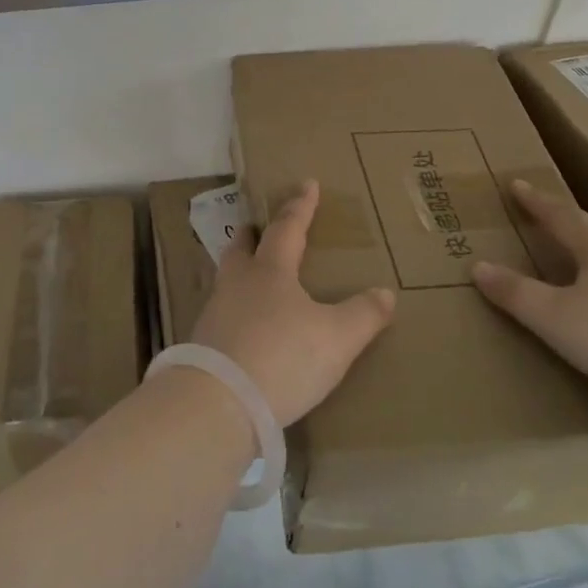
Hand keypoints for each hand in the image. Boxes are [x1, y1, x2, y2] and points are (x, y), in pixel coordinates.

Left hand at [191, 180, 396, 426]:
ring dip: (239, 271)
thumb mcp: (336, 338)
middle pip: (242, 248)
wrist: (218, 403)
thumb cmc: (282, 357)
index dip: (300, 206)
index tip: (307, 184)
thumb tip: (385, 293)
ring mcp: (214, 313)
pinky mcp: (202, 345)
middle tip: (257, 227)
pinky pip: (221, 315)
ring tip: (251, 279)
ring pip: (226, 280)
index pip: (288, 228)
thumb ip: (363, 315)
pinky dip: (234, 310)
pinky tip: (242, 327)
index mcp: (270, 271)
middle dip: (252, 234)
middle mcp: (237, 284)